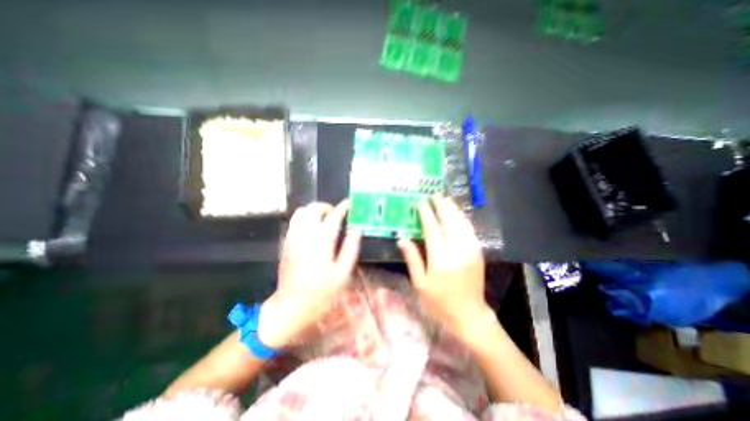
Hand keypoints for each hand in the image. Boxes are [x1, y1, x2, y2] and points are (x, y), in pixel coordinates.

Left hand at [260, 201, 361, 348]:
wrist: (290, 307)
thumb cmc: (321, 293)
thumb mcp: (343, 274)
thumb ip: (350, 248)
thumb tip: (356, 230)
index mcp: (321, 242)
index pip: (333, 217)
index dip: (342, 208)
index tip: (349, 203)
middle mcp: (305, 236)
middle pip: (313, 209)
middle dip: (326, 207)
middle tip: (337, 213)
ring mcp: (293, 238)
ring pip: (301, 212)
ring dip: (314, 210)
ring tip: (325, 218)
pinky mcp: (286, 243)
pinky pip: (295, 222)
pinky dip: (305, 217)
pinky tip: (313, 227)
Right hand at [394, 196, 490, 336]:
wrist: (469, 314)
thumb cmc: (439, 301)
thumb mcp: (420, 283)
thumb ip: (412, 258)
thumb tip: (402, 238)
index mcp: (440, 258)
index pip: (432, 228)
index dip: (426, 213)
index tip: (420, 202)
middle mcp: (458, 249)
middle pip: (449, 220)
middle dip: (442, 205)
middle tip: (435, 194)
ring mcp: (471, 249)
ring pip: (461, 222)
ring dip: (453, 209)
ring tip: (445, 199)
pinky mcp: (478, 251)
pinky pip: (469, 229)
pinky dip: (462, 218)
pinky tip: (457, 214)